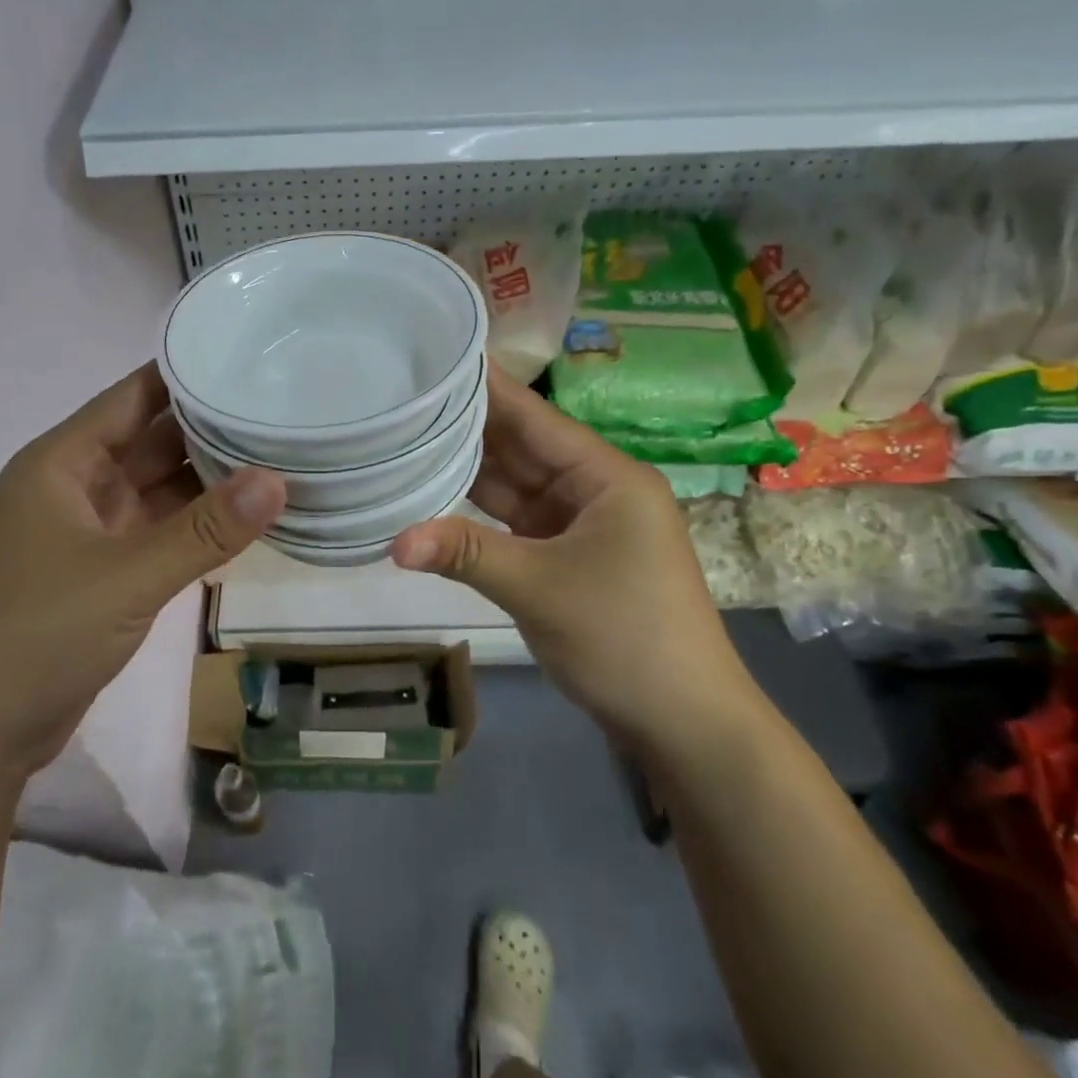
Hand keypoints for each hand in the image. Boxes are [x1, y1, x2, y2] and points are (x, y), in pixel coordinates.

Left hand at [0, 362, 284, 775]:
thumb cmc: (37, 634)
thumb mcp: (127, 577)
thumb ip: (205, 530)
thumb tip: (277, 479)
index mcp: (61, 463)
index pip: (133, 397)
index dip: (187, 375)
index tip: (248, 356)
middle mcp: (73, 487)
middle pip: (151, 441)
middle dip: (210, 427)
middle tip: (281, 407)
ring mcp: (88, 532)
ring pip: (158, 489)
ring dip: (209, 479)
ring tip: (278, 454)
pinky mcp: (102, 573)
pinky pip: (159, 532)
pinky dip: (196, 525)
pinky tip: (245, 517)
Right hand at [390, 368, 750, 748]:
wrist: (684, 723)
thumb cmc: (625, 638)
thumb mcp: (539, 589)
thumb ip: (465, 554)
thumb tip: (393, 540)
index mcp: (607, 476)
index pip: (535, 417)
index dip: (488, 386)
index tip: (440, 353)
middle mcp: (595, 489)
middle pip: (522, 447)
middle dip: (468, 425)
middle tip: (406, 395)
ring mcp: (581, 525)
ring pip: (516, 485)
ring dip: (469, 469)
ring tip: (408, 435)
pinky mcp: (568, 557)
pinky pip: (516, 522)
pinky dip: (479, 513)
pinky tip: (436, 495)